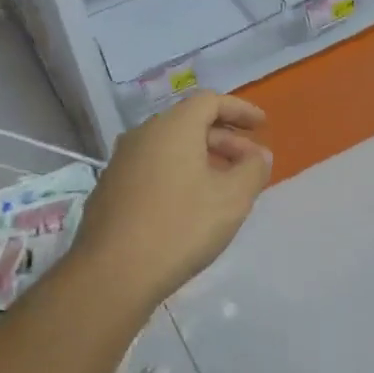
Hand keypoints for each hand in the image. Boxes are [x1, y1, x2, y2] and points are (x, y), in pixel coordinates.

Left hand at [73, 93, 271, 309]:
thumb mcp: (232, 199)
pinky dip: (178, 173)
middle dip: (225, 139)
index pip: (210, 100)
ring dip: (202, 157)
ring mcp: (121, 162)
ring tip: (225, 185)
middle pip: (190, 123)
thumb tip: (259, 155)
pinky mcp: (111, 188)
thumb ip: (253, 169)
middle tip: (250, 163)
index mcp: (173, 127)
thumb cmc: (181, 227)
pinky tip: (190, 204)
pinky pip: (153, 168)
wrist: (114, 272)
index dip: (240, 110)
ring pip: (170, 147)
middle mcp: (143, 135)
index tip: (262, 126)